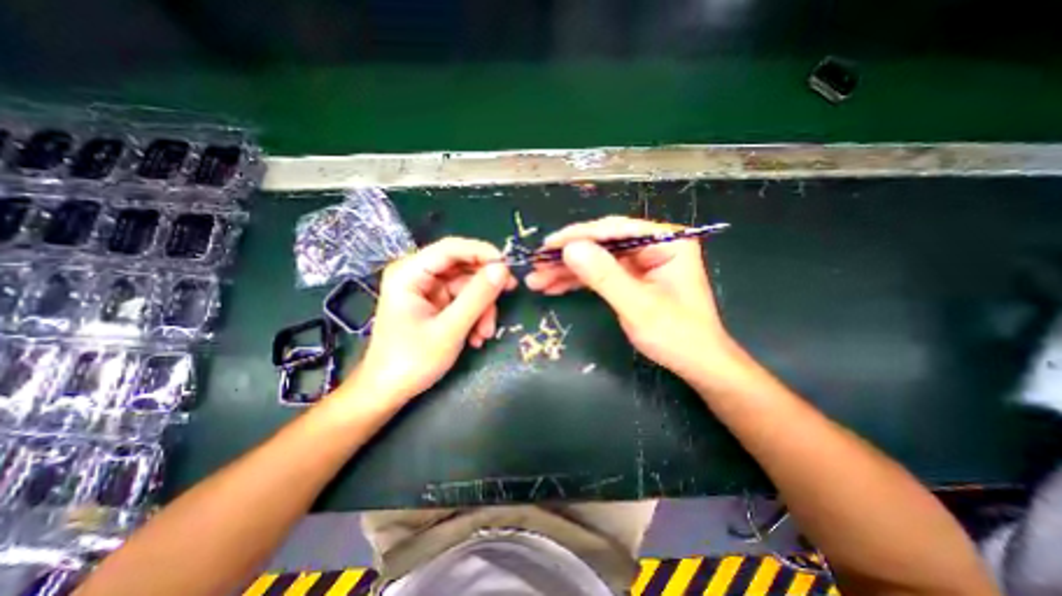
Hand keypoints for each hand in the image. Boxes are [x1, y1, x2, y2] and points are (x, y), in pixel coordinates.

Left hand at [348, 238, 515, 403]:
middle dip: (485, 289)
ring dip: (482, 309)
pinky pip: (464, 301)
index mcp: (409, 273)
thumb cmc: (412, 361)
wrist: (388, 392)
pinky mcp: (435, 304)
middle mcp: (418, 275)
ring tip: (484, 334)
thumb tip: (503, 269)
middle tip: (509, 296)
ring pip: (468, 287)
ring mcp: (428, 290)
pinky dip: (474, 317)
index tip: (508, 267)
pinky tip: (475, 338)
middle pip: (463, 268)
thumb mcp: (450, 329)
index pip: (451, 248)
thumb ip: (477, 297)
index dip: (482, 252)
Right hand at [522, 218, 739, 380]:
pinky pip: (599, 274)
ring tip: (538, 281)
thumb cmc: (677, 336)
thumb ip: (605, 276)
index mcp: (667, 241)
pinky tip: (554, 287)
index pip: (616, 230)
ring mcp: (640, 262)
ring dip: (567, 270)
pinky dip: (577, 281)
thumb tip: (570, 248)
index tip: (548, 245)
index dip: (579, 236)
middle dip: (568, 256)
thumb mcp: (639, 307)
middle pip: (603, 243)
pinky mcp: (631, 277)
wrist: (696, 364)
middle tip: (537, 265)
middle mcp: (653, 245)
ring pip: (597, 259)